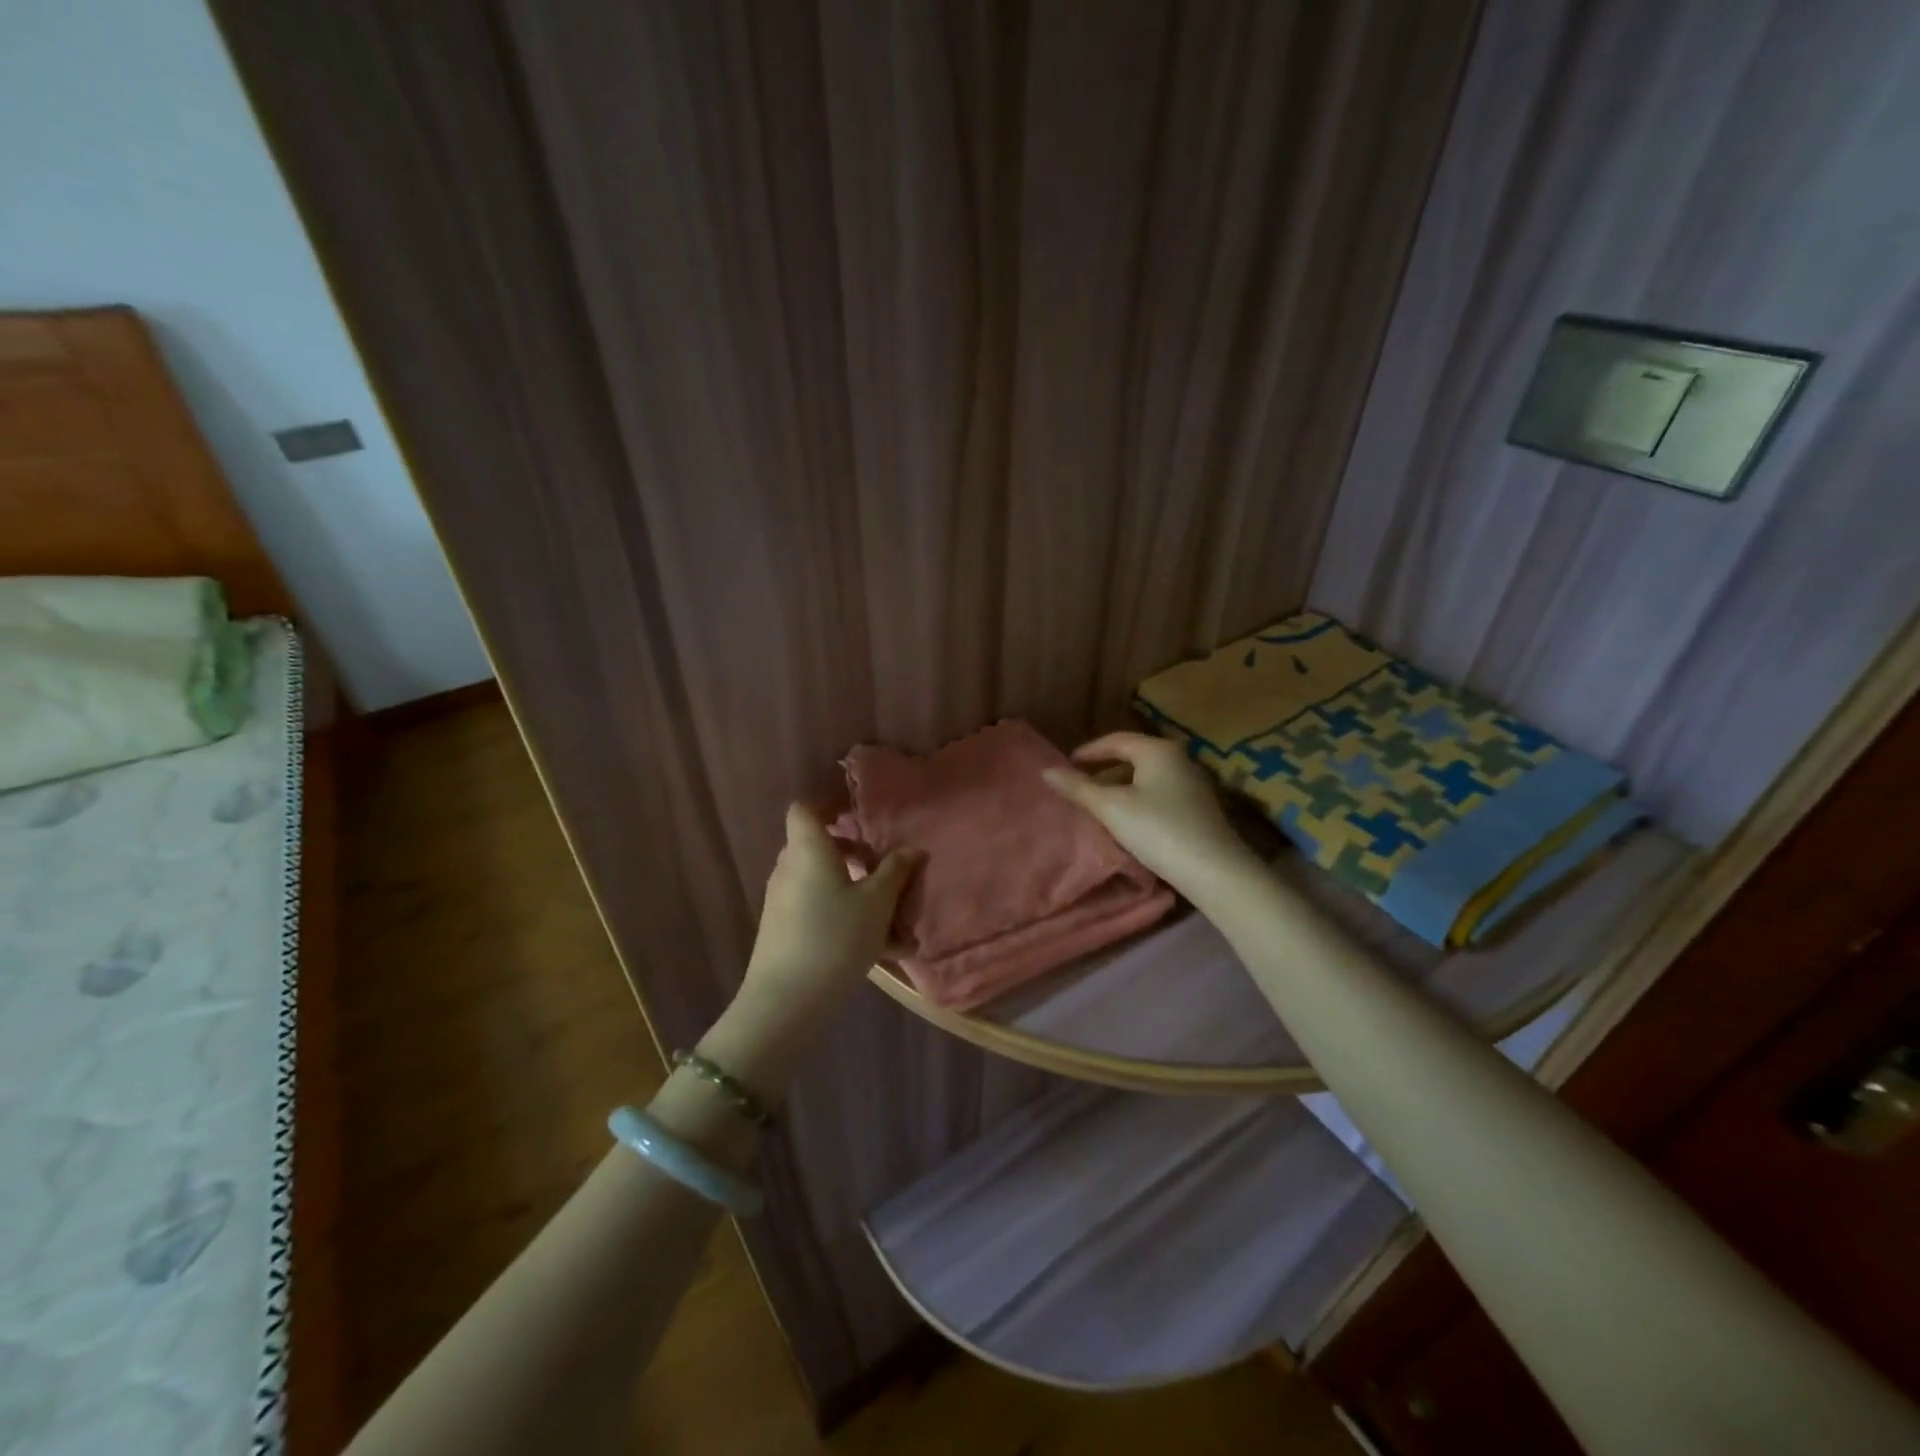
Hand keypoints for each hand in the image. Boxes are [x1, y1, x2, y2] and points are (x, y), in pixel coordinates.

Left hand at [736, 803, 920, 1028]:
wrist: (786, 1001)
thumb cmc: (835, 936)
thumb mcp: (877, 902)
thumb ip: (895, 871)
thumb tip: (912, 849)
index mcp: (808, 850)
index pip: (806, 809)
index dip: (829, 805)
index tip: (859, 813)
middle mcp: (790, 869)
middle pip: (818, 847)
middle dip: (853, 853)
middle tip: (884, 865)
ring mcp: (783, 902)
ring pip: (824, 883)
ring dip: (856, 890)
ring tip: (894, 916)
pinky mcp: (784, 931)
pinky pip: (820, 911)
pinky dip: (848, 919)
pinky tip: (885, 950)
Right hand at [1042, 732, 1256, 893]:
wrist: (1214, 871)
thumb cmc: (1158, 830)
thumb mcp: (1110, 808)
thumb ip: (1077, 788)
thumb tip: (1046, 771)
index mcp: (1157, 750)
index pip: (1116, 740)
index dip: (1089, 751)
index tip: (1067, 764)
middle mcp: (1179, 759)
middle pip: (1133, 756)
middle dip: (1104, 768)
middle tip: (1080, 783)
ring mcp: (1193, 783)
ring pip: (1147, 776)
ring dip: (1121, 786)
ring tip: (1099, 803)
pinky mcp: (1199, 807)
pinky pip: (1160, 793)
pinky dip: (1138, 798)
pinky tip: (1129, 820)